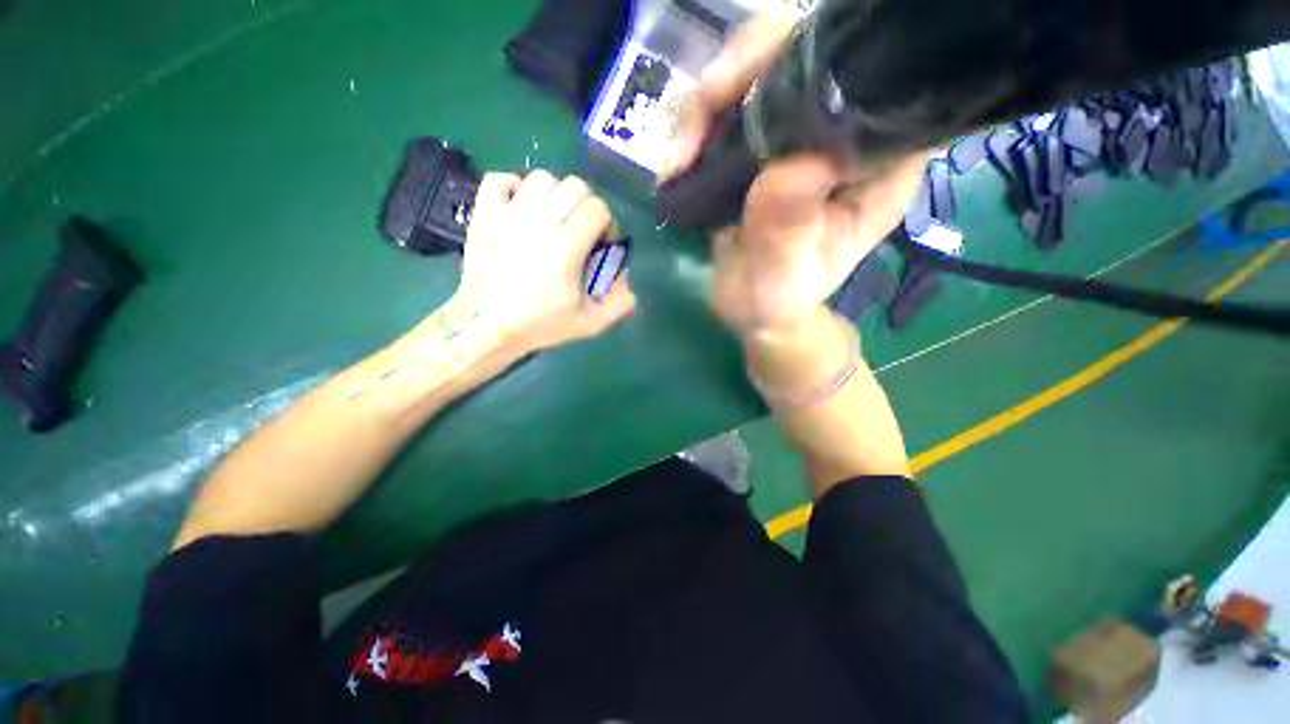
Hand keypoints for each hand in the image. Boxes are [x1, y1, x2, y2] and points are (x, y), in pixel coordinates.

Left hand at [454, 170, 636, 354]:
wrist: (487, 326)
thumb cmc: (539, 324)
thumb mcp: (590, 323)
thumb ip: (619, 303)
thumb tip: (626, 279)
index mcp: (566, 247)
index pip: (597, 208)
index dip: (607, 222)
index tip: (603, 243)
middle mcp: (538, 222)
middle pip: (575, 186)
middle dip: (587, 205)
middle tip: (583, 230)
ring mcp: (508, 214)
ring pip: (542, 178)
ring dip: (556, 194)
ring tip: (555, 218)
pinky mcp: (484, 215)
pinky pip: (499, 178)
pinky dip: (515, 186)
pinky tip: (522, 206)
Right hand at [663, 11, 929, 332]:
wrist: (750, 311)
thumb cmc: (778, 299)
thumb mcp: (785, 271)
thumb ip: (788, 223)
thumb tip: (790, 161)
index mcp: (876, 165)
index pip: (875, 79)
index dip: (824, 61)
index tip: (766, 86)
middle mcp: (843, 139)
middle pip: (807, 56)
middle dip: (750, 69)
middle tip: (708, 104)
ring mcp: (796, 139)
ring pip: (758, 75)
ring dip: (707, 106)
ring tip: (678, 158)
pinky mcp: (758, 149)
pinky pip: (726, 113)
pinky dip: (693, 130)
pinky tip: (674, 166)